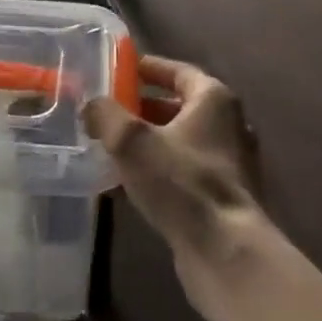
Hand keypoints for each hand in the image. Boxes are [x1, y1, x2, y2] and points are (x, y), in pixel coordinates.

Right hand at [84, 55, 260, 263]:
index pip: (178, 71)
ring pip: (180, 142)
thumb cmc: (181, 182)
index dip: (149, 68)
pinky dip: (158, 171)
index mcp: (214, 100)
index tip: (121, 69)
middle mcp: (229, 125)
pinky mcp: (224, 197)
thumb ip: (106, 115)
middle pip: (179, 107)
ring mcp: (230, 164)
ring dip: (148, 143)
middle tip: (108, 112)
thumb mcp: (131, 140)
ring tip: (110, 148)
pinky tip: (127, 186)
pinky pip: (184, 172)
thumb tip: (91, 106)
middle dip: (142, 108)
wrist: (226, 252)